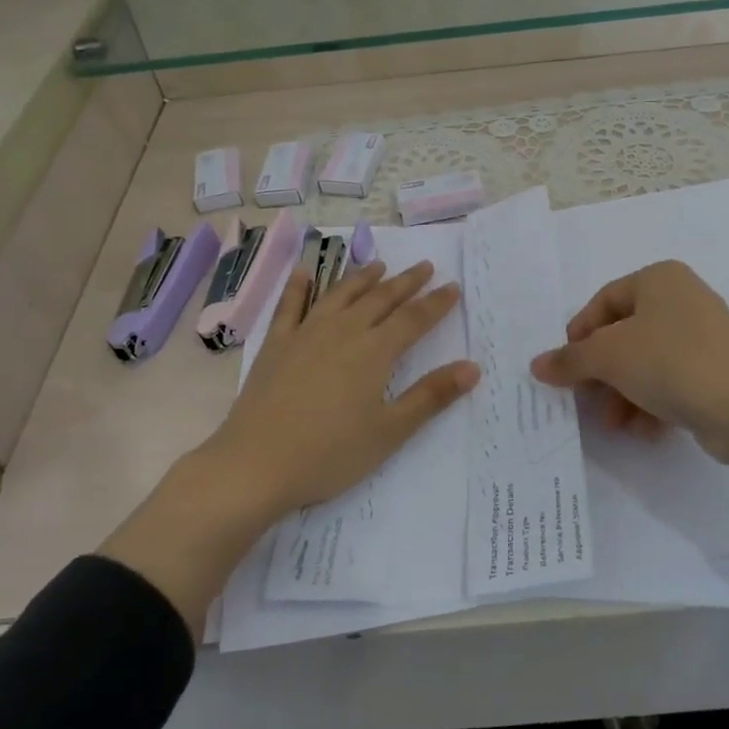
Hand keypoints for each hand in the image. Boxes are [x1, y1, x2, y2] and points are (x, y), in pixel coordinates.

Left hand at [211, 259, 479, 513]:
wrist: (255, 464)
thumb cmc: (329, 453)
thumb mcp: (389, 432)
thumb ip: (431, 396)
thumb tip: (472, 367)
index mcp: (374, 352)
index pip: (414, 319)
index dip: (436, 303)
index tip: (453, 287)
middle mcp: (343, 331)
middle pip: (380, 299)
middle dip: (405, 282)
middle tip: (424, 266)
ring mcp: (306, 334)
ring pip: (341, 295)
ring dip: (362, 278)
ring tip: (378, 265)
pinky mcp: (276, 344)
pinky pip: (290, 306)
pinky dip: (300, 286)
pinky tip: (305, 272)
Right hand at [530, 261, 728, 478]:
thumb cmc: (672, 363)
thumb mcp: (610, 358)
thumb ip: (570, 360)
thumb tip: (537, 365)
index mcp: (658, 279)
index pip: (602, 302)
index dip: (579, 336)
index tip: (566, 369)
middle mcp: (681, 299)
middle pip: (622, 335)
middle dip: (601, 374)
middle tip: (586, 401)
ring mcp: (702, 335)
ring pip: (645, 362)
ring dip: (623, 394)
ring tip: (615, 425)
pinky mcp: (716, 370)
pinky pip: (671, 381)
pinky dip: (652, 403)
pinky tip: (644, 430)